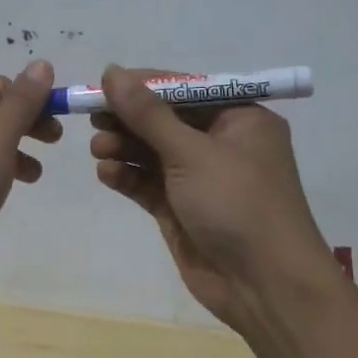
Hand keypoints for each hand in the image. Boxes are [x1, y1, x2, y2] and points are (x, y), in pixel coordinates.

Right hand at [88, 64, 336, 332]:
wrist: (264, 286)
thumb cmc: (238, 204)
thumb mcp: (192, 152)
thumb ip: (147, 114)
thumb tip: (111, 71)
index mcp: (240, 119)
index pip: (184, 89)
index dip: (143, 86)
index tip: (102, 85)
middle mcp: (221, 144)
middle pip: (165, 120)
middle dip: (129, 119)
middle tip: (92, 118)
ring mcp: (201, 179)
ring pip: (153, 153)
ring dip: (124, 148)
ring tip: (98, 150)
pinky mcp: (182, 210)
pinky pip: (148, 184)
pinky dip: (128, 177)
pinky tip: (107, 174)